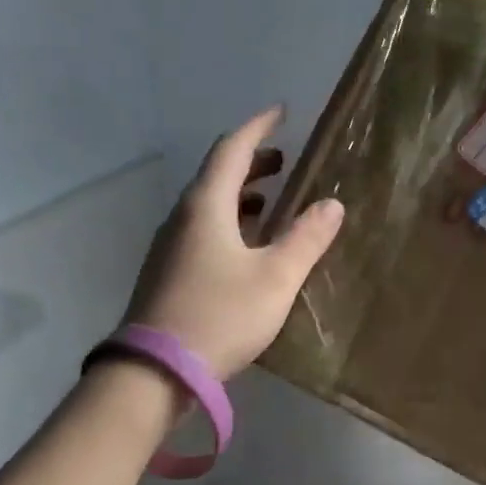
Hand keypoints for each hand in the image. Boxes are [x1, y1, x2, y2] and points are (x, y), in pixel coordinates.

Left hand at [124, 106, 345, 380]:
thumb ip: (307, 238)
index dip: (258, 127)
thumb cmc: (220, 316)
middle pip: (217, 173)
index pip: (232, 148)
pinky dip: (229, 221)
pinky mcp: (167, 272)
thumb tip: (332, 204)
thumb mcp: (276, 278)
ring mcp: (169, 245)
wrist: (153, 372)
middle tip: (285, 162)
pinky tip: (246, 246)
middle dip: (252, 162)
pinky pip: (201, 229)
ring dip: (240, 193)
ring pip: (208, 203)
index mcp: (206, 205)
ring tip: (271, 201)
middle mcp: (182, 216)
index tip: (281, 112)